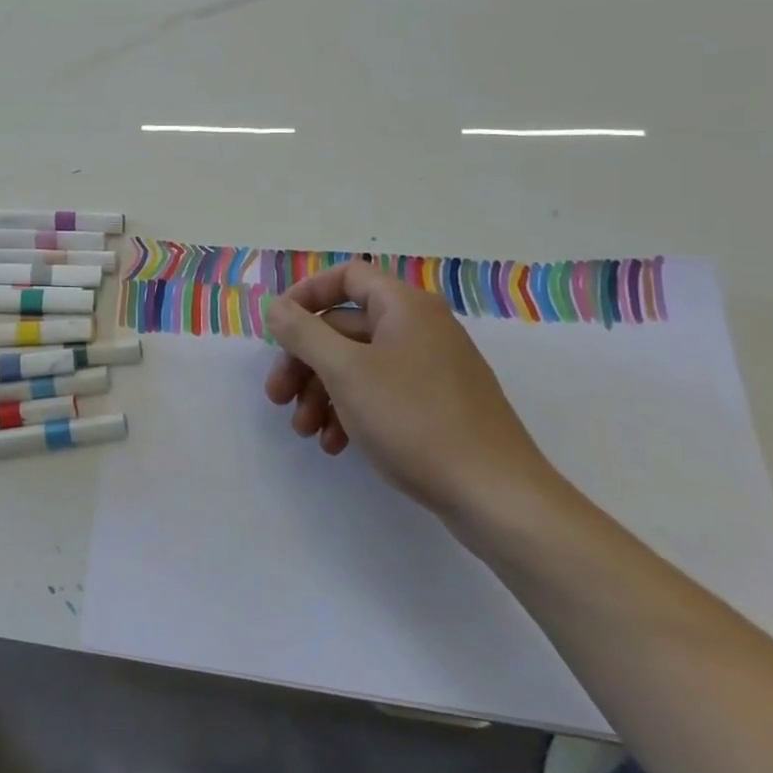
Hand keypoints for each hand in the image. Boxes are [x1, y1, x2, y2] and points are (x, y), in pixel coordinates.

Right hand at [263, 261, 558, 520]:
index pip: (346, 277)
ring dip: (321, 393)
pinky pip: (380, 392)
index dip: (306, 295)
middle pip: (344, 327)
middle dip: (304, 362)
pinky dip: (351, 411)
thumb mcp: (346, 371)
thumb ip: (303, 332)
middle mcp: (419, 328)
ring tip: (305, 431)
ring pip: (357, 365)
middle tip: (277, 396)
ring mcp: (431, 368)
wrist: (496, 495)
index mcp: (404, 306)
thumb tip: (276, 306)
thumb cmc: (414, 419)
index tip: (277, 328)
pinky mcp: (436, 405)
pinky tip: (335, 444)